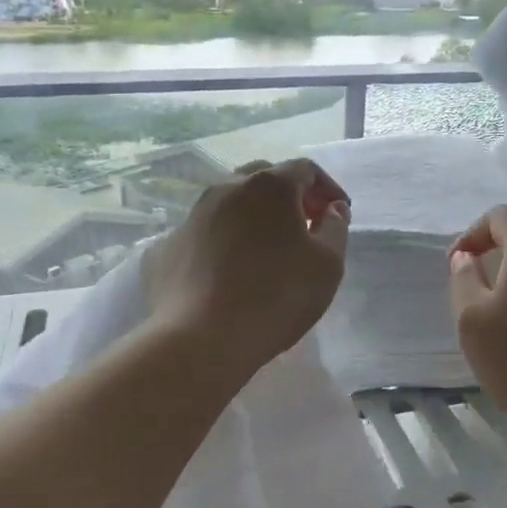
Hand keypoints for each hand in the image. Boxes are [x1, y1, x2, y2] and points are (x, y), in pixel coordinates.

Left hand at [144, 159, 350, 379]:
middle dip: (290, 196)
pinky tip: (231, 270)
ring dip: (254, 216)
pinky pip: (206, 232)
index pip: (305, 169)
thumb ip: (336, 229)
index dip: (327, 188)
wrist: (201, 338)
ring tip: (268, 248)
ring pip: (231, 203)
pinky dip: (225, 240)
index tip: (339, 214)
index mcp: (269, 186)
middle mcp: (226, 188)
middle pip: (264, 178)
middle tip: (306, 225)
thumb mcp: (328, 265)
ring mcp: (192, 216)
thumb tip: (333, 209)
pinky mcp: (168, 246)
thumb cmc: (276, 296)